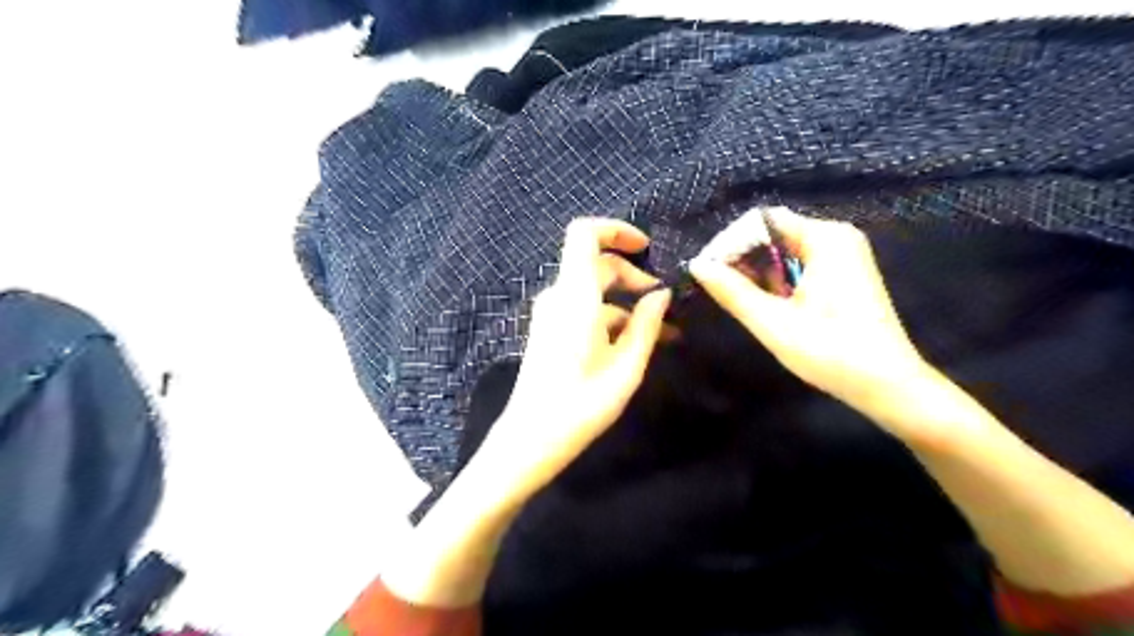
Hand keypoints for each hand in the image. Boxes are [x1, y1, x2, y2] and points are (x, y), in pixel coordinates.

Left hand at [472, 218, 665, 512]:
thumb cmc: (582, 404)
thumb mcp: (626, 366)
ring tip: (662, 333)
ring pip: (594, 292)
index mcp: (575, 295)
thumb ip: (646, 324)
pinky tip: (635, 344)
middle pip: (597, 265)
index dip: (615, 230)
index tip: (646, 248)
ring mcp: (551, 314)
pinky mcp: (550, 332)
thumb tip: (662, 295)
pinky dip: (611, 319)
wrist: (532, 438)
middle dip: (634, 278)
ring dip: (627, 305)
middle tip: (665, 305)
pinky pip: (584, 311)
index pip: (584, 234)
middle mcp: (559, 297)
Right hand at [687, 207, 934, 433]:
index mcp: (825, 238)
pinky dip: (777, 281)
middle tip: (717, 289)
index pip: (763, 222)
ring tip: (738, 300)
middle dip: (742, 259)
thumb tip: (696, 265)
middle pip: (773, 235)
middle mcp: (836, 237)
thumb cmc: (831, 352)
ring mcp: (843, 255)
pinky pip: (798, 265)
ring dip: (758, 273)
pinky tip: (765, 304)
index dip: (731, 243)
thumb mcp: (773, 322)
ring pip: (783, 252)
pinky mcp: (843, 274)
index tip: (708, 272)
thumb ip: (733, 291)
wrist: (888, 386)